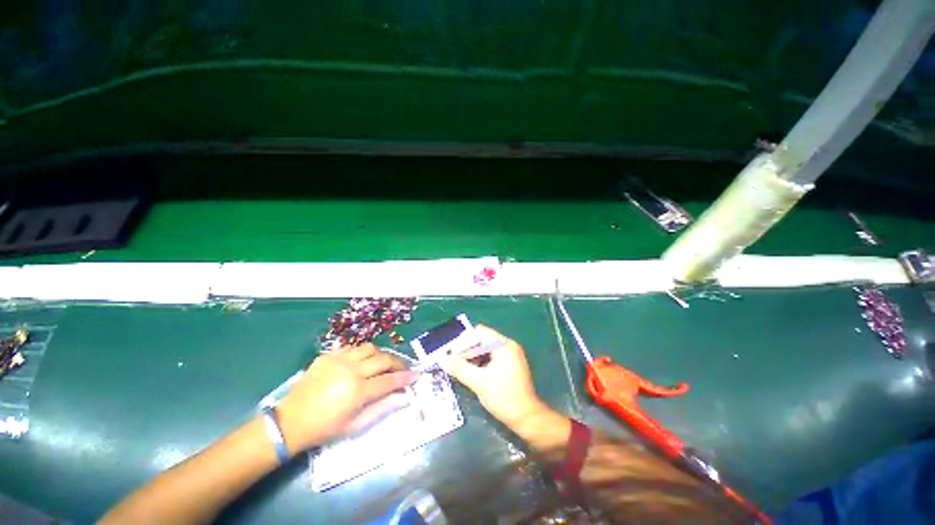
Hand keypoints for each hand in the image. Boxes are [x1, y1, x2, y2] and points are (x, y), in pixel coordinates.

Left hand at [276, 344, 416, 453]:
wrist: (290, 421)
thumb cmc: (325, 428)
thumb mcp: (355, 425)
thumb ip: (382, 408)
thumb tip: (405, 397)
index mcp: (358, 391)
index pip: (390, 380)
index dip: (406, 377)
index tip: (417, 375)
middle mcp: (351, 370)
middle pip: (383, 359)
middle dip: (398, 363)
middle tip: (403, 368)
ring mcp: (339, 360)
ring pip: (370, 348)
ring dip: (381, 355)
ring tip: (383, 363)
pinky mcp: (329, 355)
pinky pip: (353, 348)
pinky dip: (363, 353)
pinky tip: (362, 362)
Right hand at [441, 325, 549, 428]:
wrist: (527, 418)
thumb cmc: (503, 397)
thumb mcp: (478, 382)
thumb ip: (460, 368)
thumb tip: (443, 360)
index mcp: (503, 345)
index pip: (479, 333)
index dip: (464, 342)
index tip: (452, 354)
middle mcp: (508, 346)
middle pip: (482, 339)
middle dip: (467, 349)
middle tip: (454, 362)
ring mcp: (511, 355)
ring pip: (486, 349)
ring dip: (472, 356)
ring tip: (461, 368)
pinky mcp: (510, 364)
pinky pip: (492, 357)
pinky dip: (481, 362)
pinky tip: (472, 373)